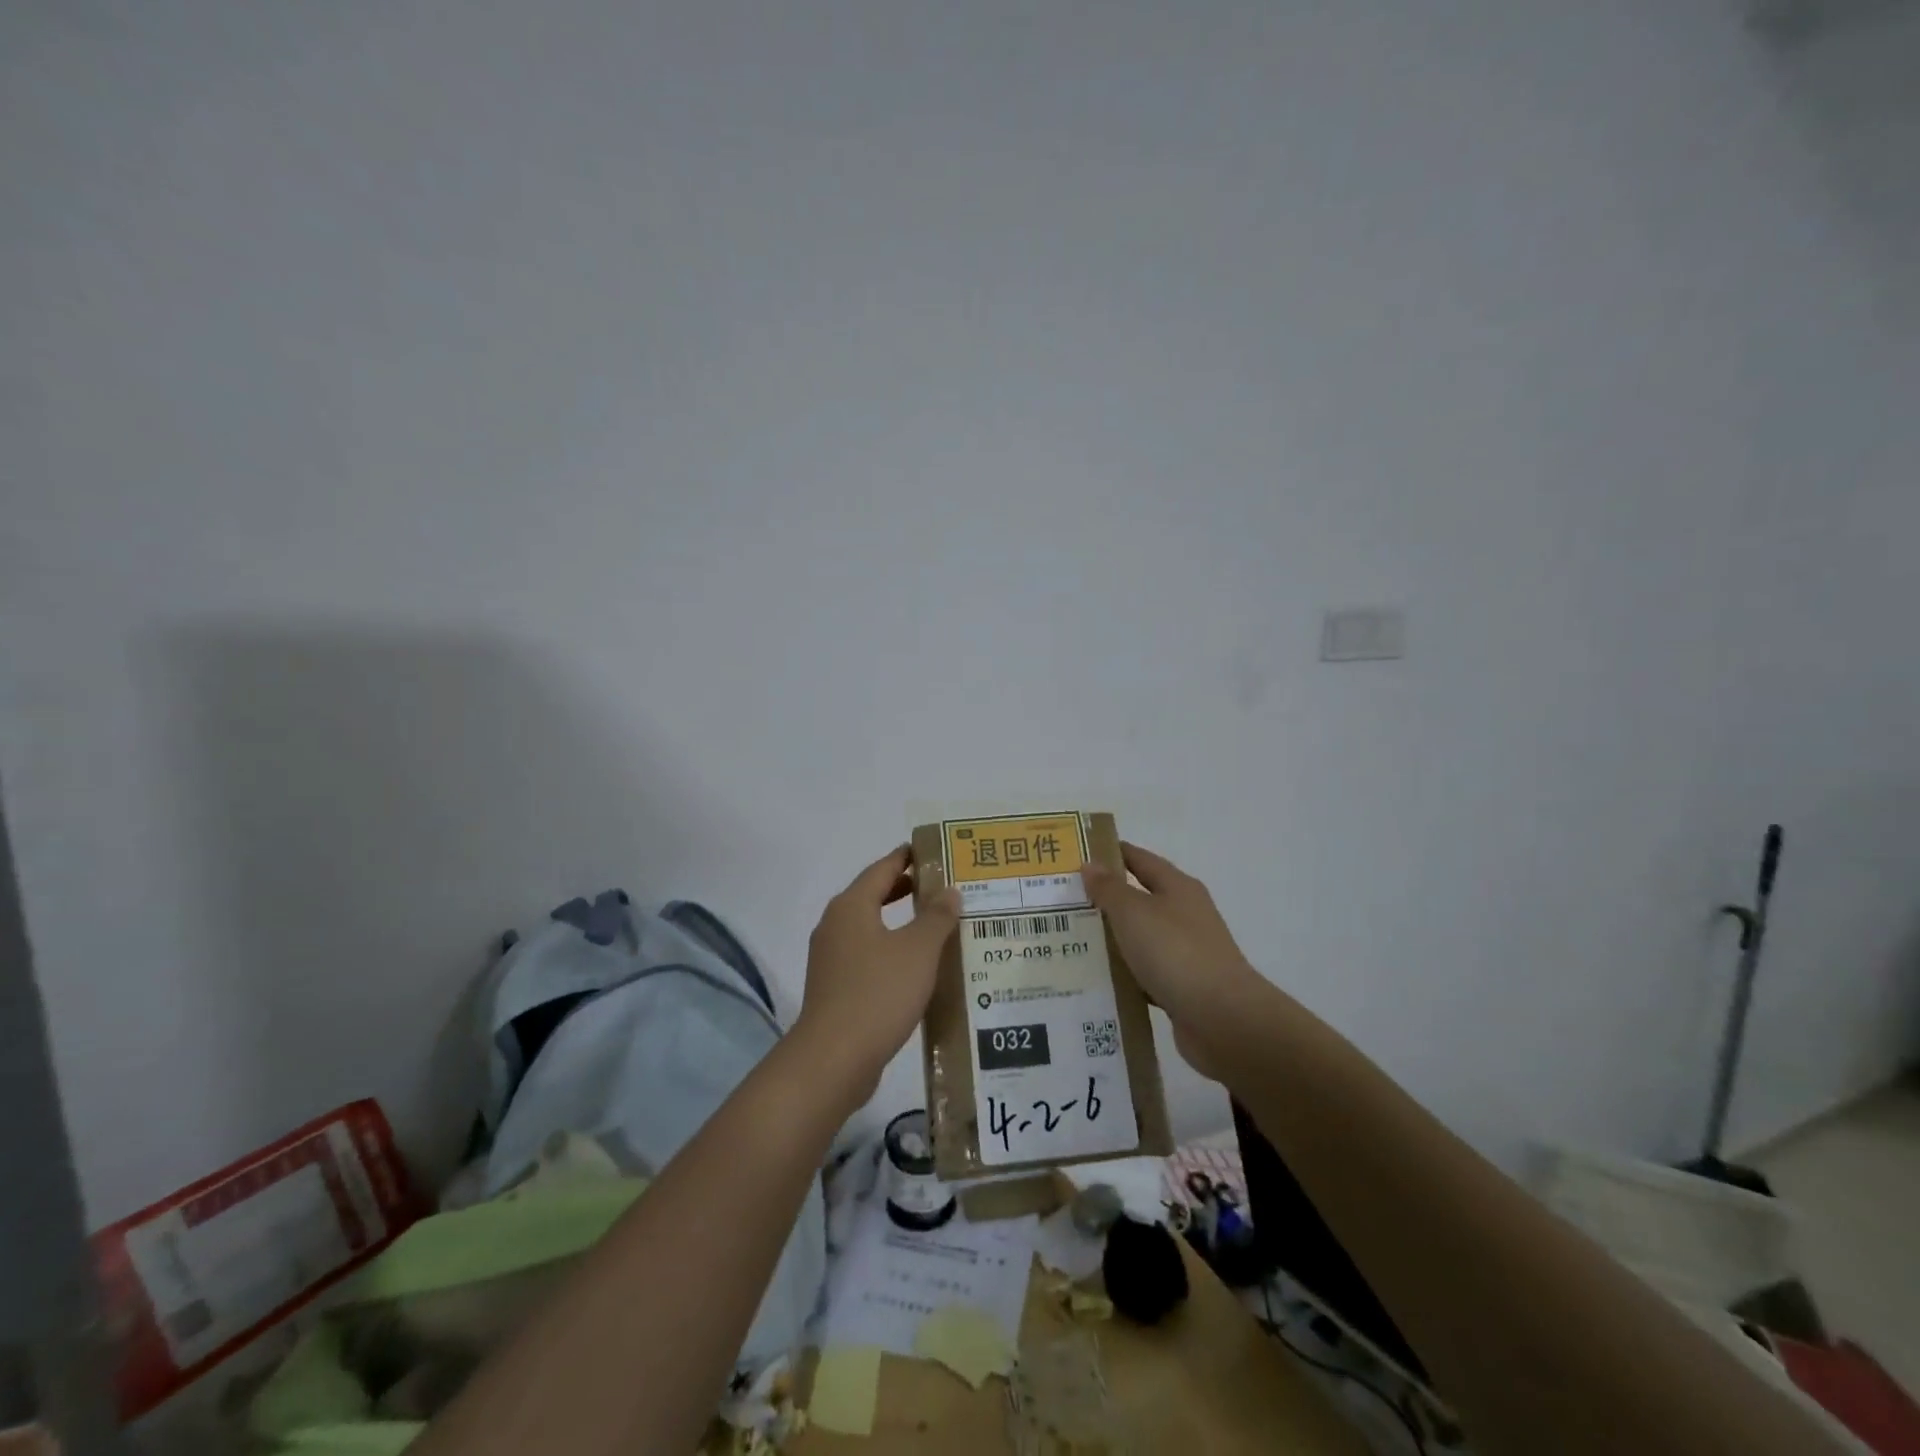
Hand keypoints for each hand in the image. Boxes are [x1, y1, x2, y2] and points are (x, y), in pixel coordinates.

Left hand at [794, 846, 960, 1105]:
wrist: (833, 1058)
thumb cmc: (878, 992)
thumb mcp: (918, 950)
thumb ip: (936, 917)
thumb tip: (949, 891)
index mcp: (852, 906)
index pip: (882, 868)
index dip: (907, 857)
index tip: (932, 850)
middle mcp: (835, 925)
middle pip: (873, 895)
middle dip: (905, 889)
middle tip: (941, 886)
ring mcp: (831, 958)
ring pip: (870, 927)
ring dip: (900, 923)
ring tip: (935, 925)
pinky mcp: (834, 987)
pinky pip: (866, 955)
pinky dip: (890, 950)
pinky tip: (916, 967)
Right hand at [1080, 842, 1265, 1080]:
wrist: (1222, 1019)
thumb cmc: (1175, 952)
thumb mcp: (1134, 912)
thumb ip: (1109, 889)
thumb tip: (1091, 864)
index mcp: (1177, 888)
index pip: (1139, 859)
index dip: (1111, 853)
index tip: (1077, 854)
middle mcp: (1184, 914)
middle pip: (1139, 898)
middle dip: (1104, 899)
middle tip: (1062, 901)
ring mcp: (1186, 952)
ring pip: (1139, 938)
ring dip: (1111, 939)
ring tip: (1069, 941)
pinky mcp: (1182, 987)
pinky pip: (1144, 973)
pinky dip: (1123, 974)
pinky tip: (1096, 980)